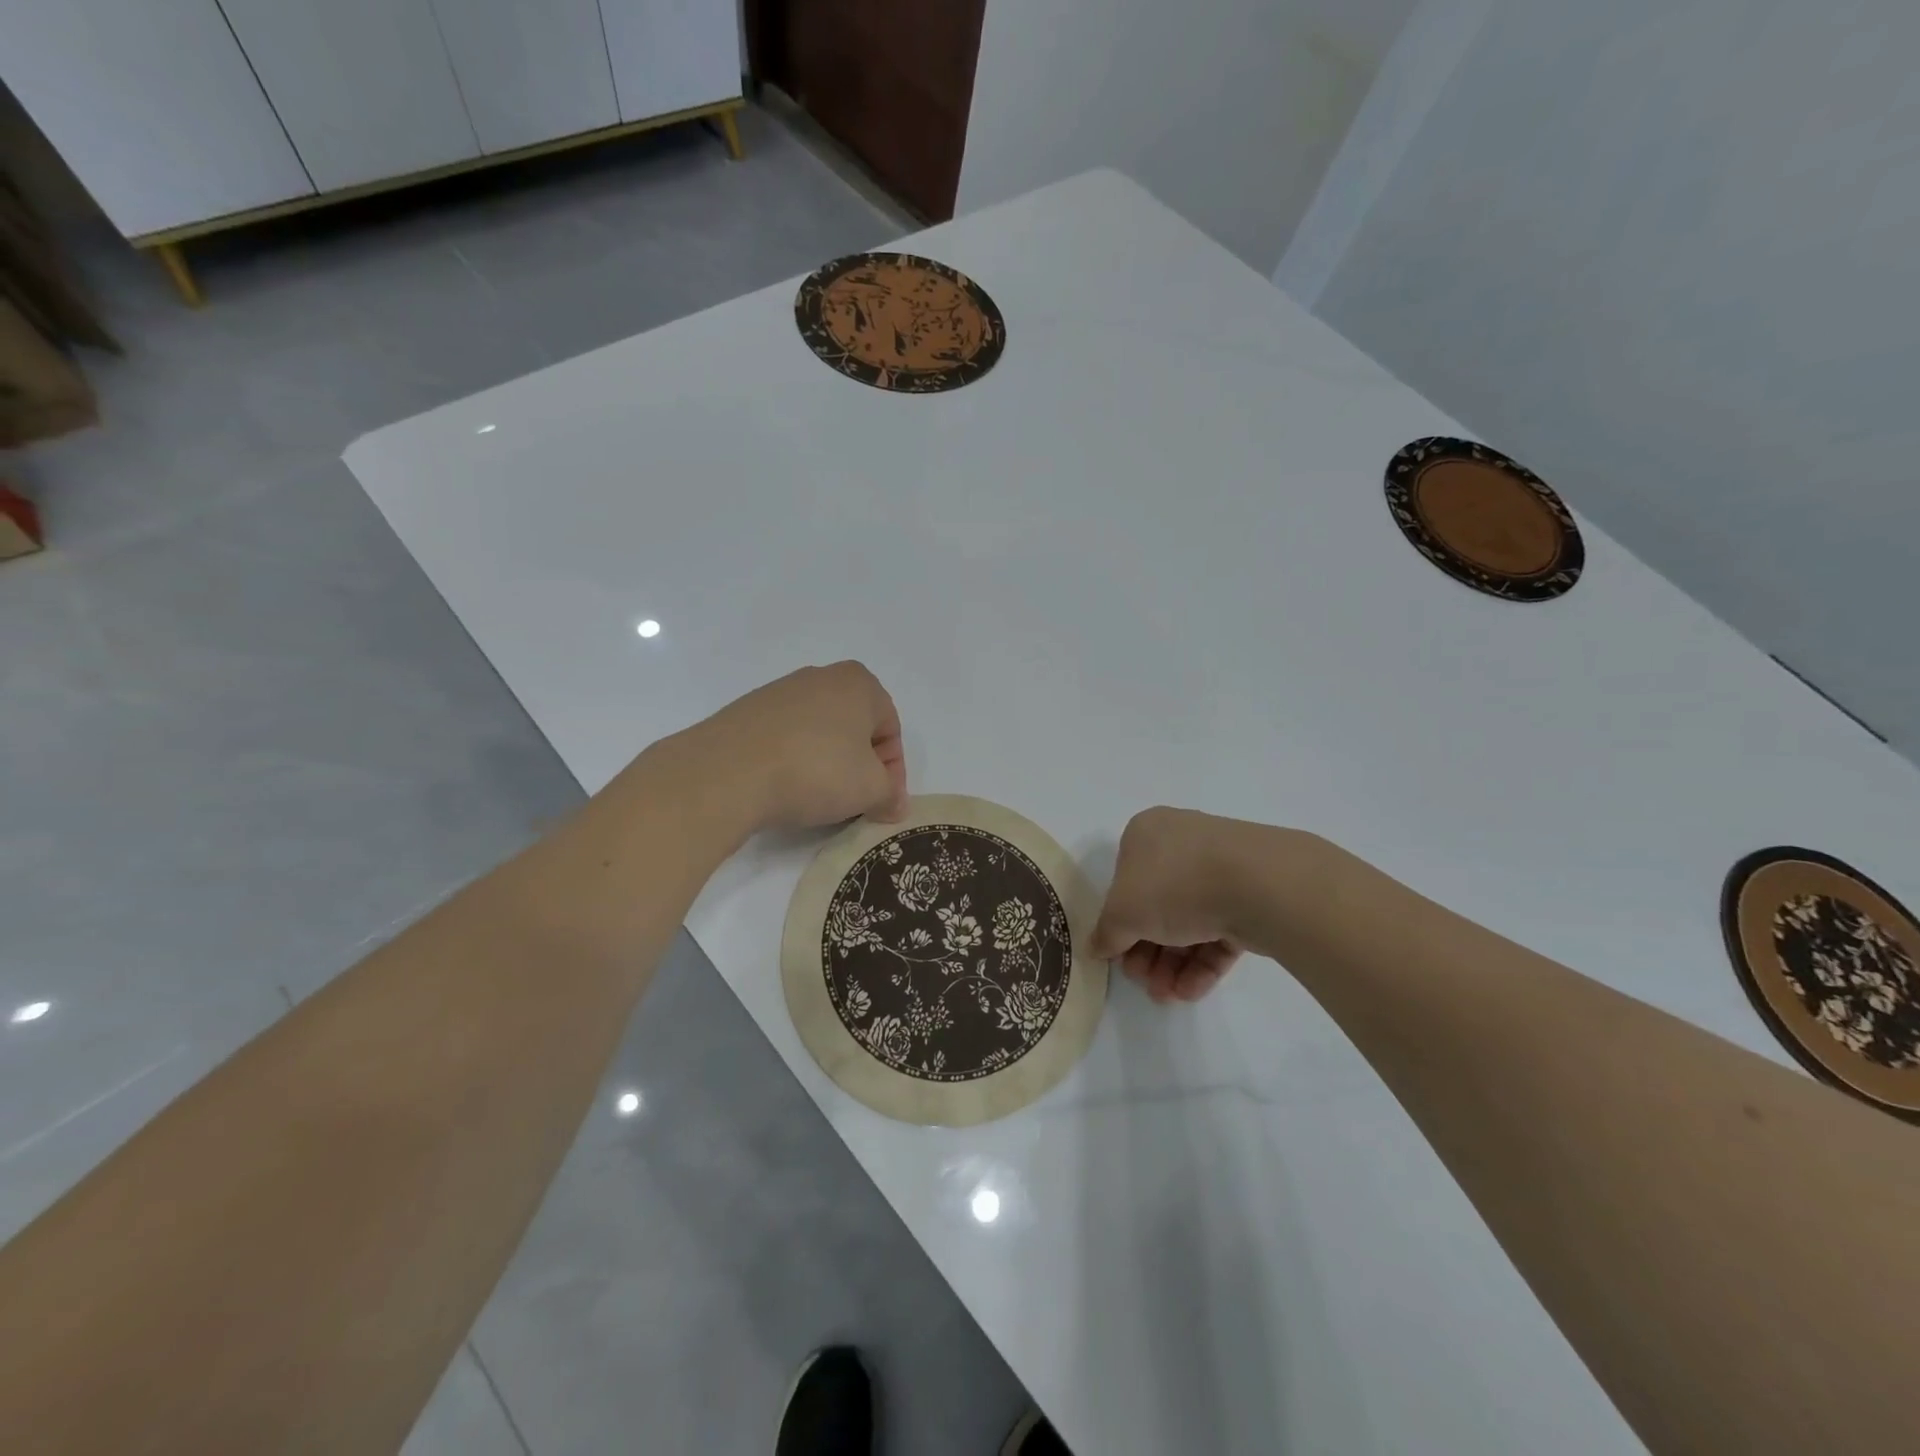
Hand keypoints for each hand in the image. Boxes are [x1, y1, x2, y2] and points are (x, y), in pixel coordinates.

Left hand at [690, 661, 907, 831]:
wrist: (727, 773)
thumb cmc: (816, 771)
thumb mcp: (870, 790)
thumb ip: (890, 795)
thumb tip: (894, 805)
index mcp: (858, 683)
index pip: (890, 730)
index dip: (892, 771)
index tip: (882, 803)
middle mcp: (821, 677)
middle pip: (854, 728)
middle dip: (859, 766)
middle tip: (854, 802)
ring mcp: (779, 692)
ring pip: (819, 733)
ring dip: (826, 765)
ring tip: (817, 800)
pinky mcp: (747, 712)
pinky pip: (785, 739)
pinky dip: (793, 762)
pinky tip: (784, 789)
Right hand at [1092, 807, 1256, 1002]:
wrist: (1258, 883)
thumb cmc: (1174, 885)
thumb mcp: (1122, 913)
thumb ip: (1106, 933)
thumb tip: (1096, 947)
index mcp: (1146, 833)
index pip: (1124, 880)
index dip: (1119, 922)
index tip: (1120, 956)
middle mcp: (1182, 843)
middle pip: (1156, 905)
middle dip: (1148, 952)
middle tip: (1145, 982)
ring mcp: (1221, 867)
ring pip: (1189, 921)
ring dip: (1173, 964)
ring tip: (1169, 995)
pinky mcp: (1252, 894)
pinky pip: (1220, 930)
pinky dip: (1203, 962)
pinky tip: (1192, 991)